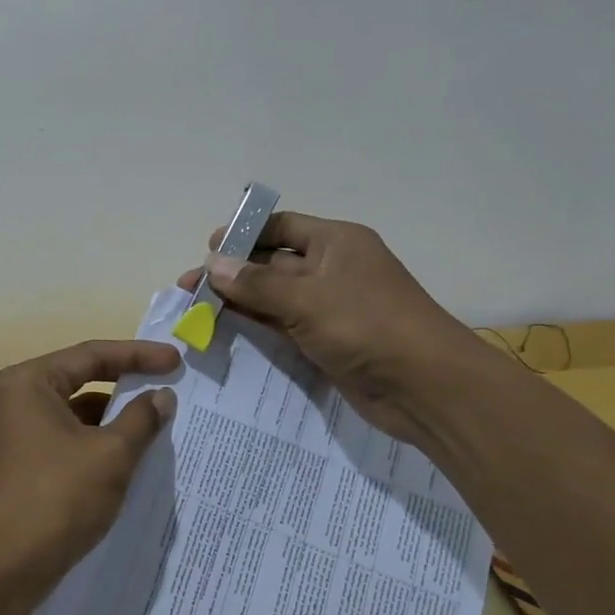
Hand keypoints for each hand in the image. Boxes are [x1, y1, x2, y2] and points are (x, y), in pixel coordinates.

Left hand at [0, 340, 180, 589]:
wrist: (4, 569)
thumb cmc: (57, 498)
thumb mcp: (111, 455)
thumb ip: (141, 419)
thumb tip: (162, 397)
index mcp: (29, 382)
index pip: (92, 355)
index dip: (138, 355)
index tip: (176, 360)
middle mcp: (17, 399)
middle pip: (81, 378)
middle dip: (126, 382)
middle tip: (168, 383)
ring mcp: (16, 433)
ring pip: (75, 411)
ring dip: (114, 415)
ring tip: (156, 421)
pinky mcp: (22, 463)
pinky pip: (67, 437)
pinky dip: (98, 440)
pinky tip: (129, 454)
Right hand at [176, 213, 489, 445]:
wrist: (424, 387)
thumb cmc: (367, 325)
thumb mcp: (306, 298)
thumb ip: (256, 283)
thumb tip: (212, 264)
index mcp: (336, 242)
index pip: (282, 227)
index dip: (244, 234)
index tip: (208, 249)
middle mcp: (332, 268)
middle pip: (273, 263)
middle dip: (233, 272)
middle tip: (190, 286)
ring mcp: (330, 306)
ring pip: (275, 297)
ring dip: (239, 301)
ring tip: (196, 309)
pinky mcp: (327, 340)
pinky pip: (284, 325)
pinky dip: (257, 325)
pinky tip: (225, 329)